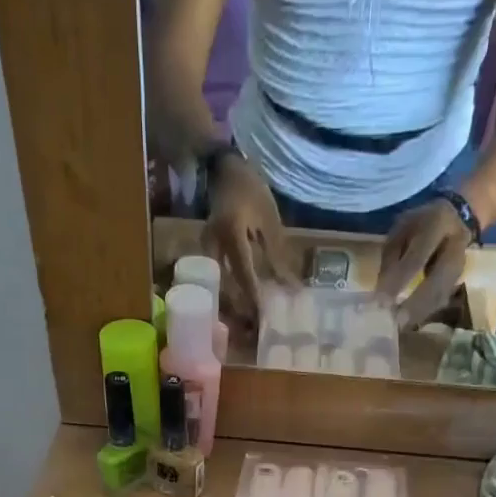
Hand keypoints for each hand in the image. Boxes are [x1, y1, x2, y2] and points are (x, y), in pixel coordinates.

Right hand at [206, 154, 293, 322]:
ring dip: (232, 302)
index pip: (243, 272)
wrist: (224, 170)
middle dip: (239, 307)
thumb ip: (277, 254)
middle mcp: (213, 244)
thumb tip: (289, 287)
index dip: (253, 296)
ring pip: (218, 284)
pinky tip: (239, 301)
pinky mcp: (205, 252)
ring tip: (247, 319)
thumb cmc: (251, 190)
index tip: (263, 317)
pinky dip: (228, 290)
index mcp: (231, 233)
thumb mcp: (269, 220)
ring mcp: (205, 249)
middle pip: (225, 285)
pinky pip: (216, 277)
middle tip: (254, 326)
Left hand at [377, 198, 469, 328]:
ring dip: (421, 313)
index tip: (382, 301)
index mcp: (437, 225)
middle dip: (416, 304)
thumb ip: (392, 257)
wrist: (458, 216)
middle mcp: (455, 245)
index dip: (400, 280)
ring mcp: (461, 264)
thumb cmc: (420, 224)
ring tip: (401, 326)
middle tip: (396, 322)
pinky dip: (426, 312)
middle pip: (438, 280)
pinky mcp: (459, 279)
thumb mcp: (401, 229)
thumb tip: (382, 291)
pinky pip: (443, 299)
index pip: (417, 257)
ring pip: (442, 293)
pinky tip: (411, 322)